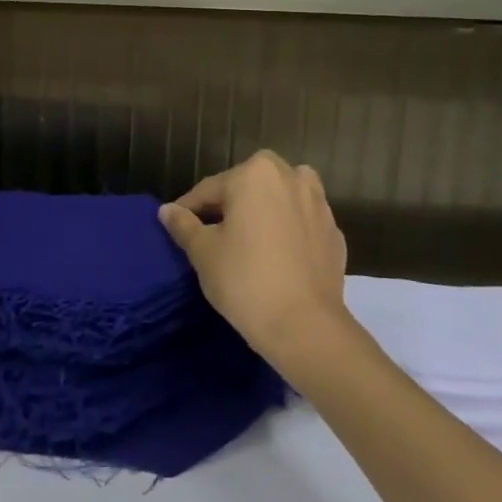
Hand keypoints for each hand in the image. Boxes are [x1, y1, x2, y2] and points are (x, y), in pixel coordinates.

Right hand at [158, 150, 348, 366]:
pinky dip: (288, 232)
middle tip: (212, 234)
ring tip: (248, 240)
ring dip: (264, 212)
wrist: (305, 327)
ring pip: (280, 199)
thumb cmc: (245, 279)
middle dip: (230, 205)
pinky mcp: (335, 234)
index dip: (189, 209)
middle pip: (249, 187)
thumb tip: (167, 210)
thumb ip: (183, 225)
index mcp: (255, 174)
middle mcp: (291, 177)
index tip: (177, 227)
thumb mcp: (203, 252)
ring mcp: (319, 205)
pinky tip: (277, 257)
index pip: (210, 189)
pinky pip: (302, 224)